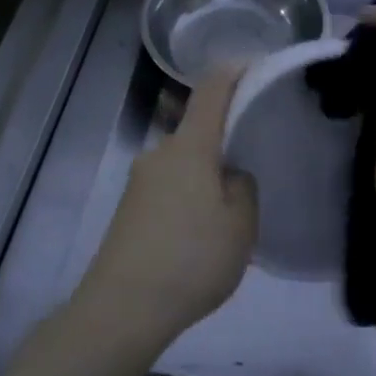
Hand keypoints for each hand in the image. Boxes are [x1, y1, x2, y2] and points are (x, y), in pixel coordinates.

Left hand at [75, 65, 257, 352]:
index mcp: (190, 146)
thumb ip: (243, 187)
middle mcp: (159, 153)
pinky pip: (168, 189)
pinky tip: (198, 236)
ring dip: (205, 176)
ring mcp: (138, 181)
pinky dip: (187, 199)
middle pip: (197, 130)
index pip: (211, 90)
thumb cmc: (191, 258)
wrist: (121, 309)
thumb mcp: (240, 224)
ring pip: (183, 164)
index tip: (254, 66)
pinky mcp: (128, 210)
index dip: (233, 72)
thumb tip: (228, 175)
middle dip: (224, 141)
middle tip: (252, 166)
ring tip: (228, 215)